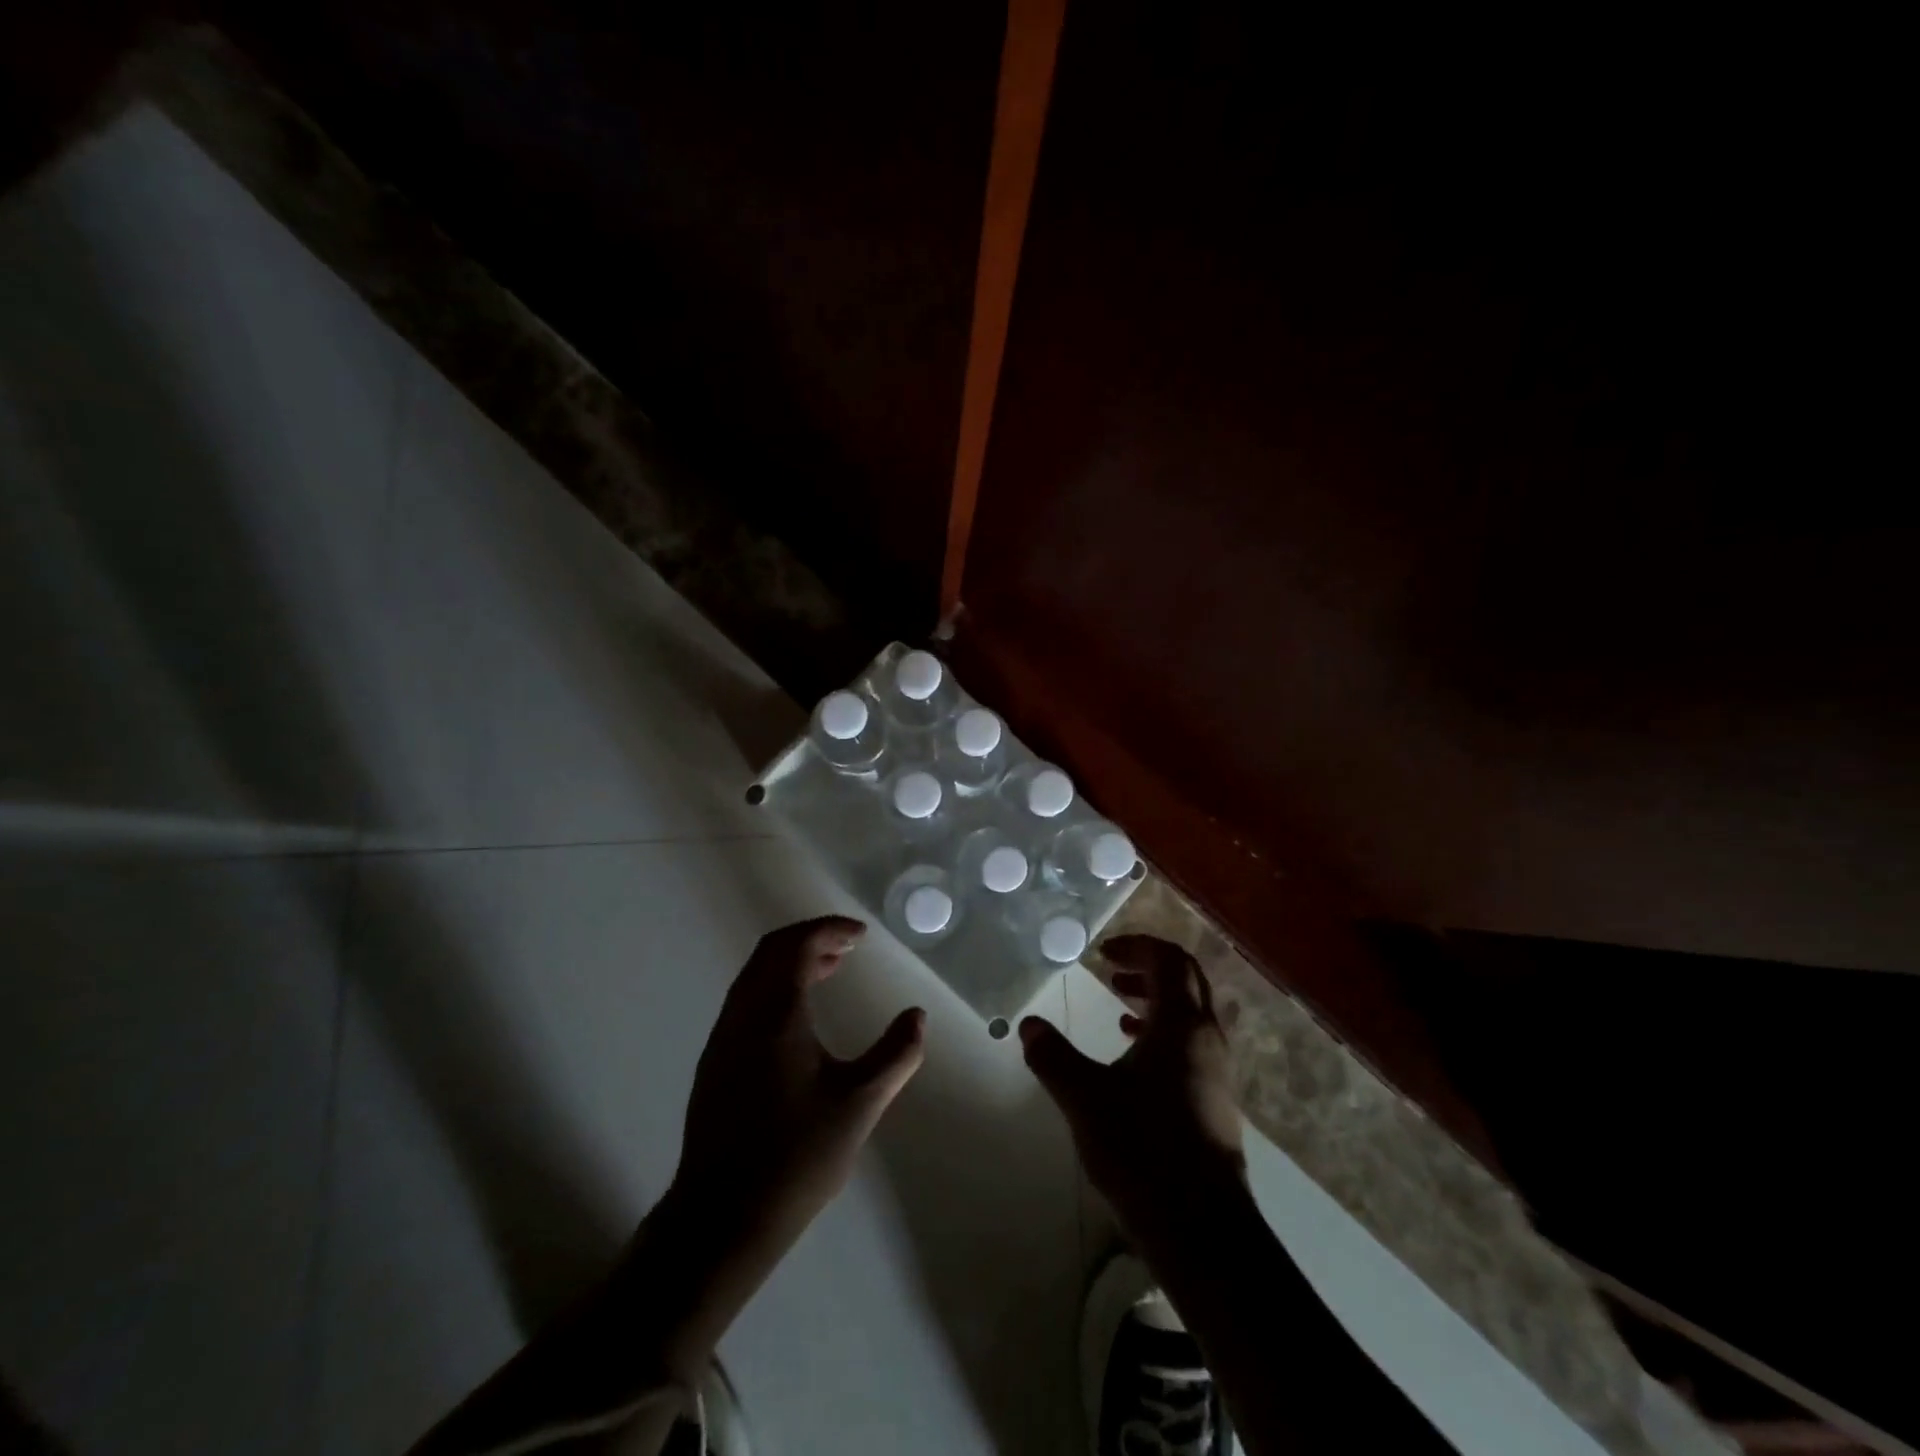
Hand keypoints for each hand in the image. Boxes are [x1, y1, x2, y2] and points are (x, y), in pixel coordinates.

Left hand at [670, 916, 926, 1264]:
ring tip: (828, 972)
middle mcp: (742, 1015)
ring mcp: (722, 1040)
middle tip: (847, 948)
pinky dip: (774, 987)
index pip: (797, 945)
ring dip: (790, 963)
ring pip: (754, 976)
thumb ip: (895, 1054)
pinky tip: (798, 1019)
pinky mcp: (715, 1064)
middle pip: (771, 951)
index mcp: (775, 1014)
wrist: (721, 1218)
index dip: (830, 929)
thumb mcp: (860, 1104)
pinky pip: (746, 1001)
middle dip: (810, 939)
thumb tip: (916, 1017)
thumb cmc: (796, 1156)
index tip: (861, 935)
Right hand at [1019, 935, 1244, 1249]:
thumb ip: (1053, 1057)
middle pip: (1186, 981)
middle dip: (1149, 968)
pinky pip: (1192, 1046)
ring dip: (1157, 1001)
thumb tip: (1029, 1025)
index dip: (1137, 947)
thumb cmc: (1143, 1148)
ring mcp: (1217, 1072)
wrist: (1202, 1229)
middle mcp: (1207, 1039)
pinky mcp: (1216, 1102)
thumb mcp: (1085, 1097)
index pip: (1168, 960)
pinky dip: (1164, 1034)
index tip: (1103, 953)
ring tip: (1119, 1009)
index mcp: (1181, 1024)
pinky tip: (1135, 1059)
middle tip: (1112, 972)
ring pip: (1191, 1015)